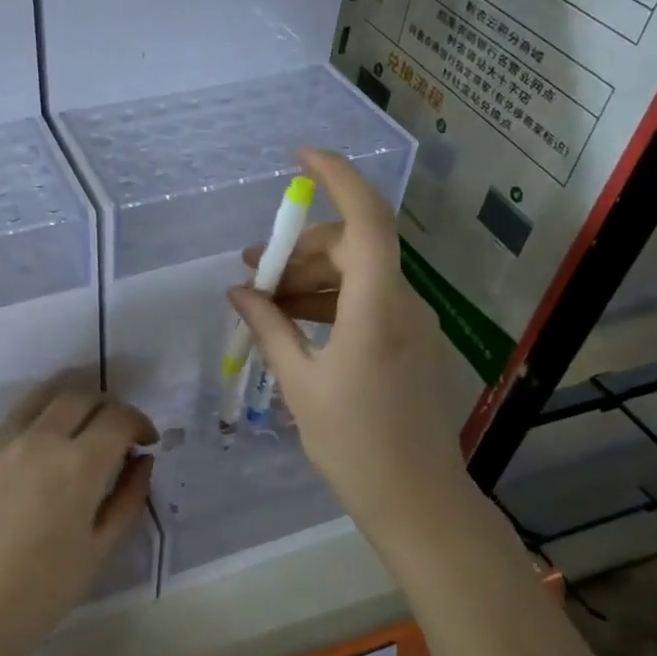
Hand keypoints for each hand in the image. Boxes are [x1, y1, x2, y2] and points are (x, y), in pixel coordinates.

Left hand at [0, 378, 155, 655]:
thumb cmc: (38, 595)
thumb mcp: (98, 551)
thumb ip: (127, 498)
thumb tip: (142, 461)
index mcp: (75, 464)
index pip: (117, 417)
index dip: (139, 422)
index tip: (145, 441)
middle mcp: (36, 439)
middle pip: (78, 394)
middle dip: (106, 406)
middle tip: (114, 433)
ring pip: (40, 397)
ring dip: (68, 405)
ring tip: (77, 433)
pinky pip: (10, 424)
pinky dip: (35, 427)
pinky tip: (34, 464)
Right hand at [226, 149, 470, 550]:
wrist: (417, 499)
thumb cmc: (353, 444)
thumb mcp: (300, 384)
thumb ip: (269, 329)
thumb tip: (240, 292)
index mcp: (376, 307)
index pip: (366, 218)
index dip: (337, 177)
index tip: (299, 156)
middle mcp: (402, 303)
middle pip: (353, 246)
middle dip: (300, 249)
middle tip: (253, 270)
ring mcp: (412, 322)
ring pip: (360, 273)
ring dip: (312, 277)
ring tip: (265, 299)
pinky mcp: (411, 341)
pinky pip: (368, 300)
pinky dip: (331, 300)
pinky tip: (296, 321)